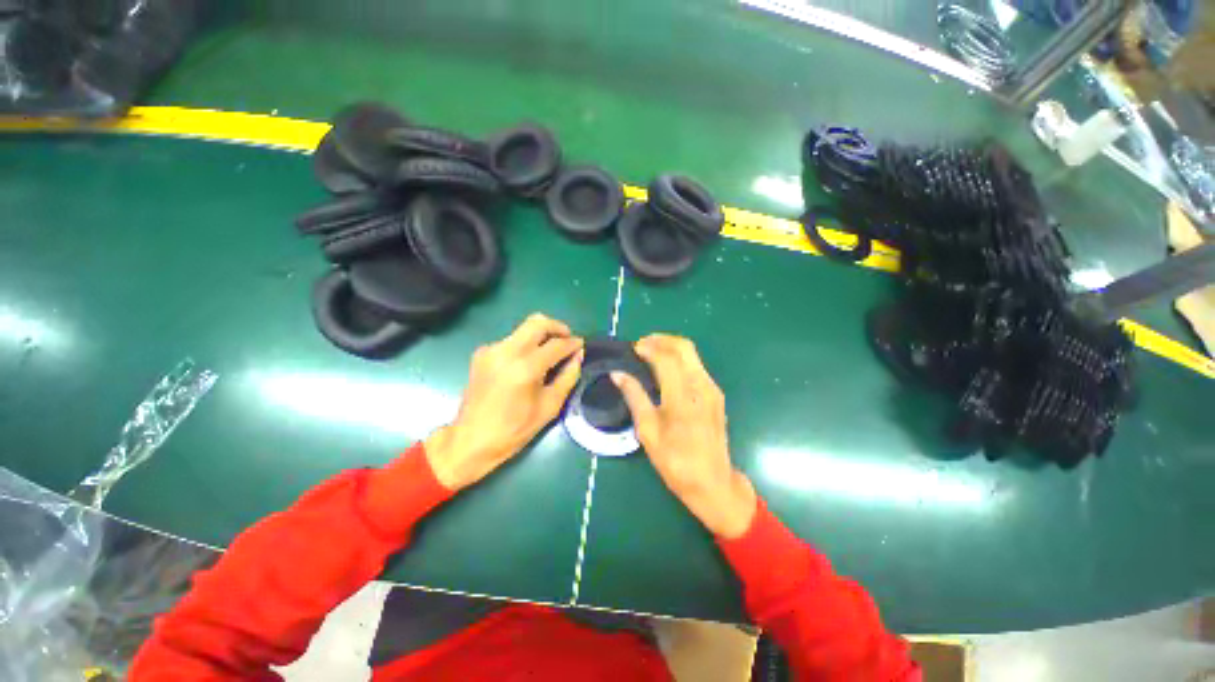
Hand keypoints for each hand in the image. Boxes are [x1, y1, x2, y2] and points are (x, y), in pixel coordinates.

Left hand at [426, 314, 582, 490]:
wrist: (471, 440)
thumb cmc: (515, 429)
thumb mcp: (550, 406)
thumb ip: (568, 377)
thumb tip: (578, 355)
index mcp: (525, 368)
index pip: (556, 344)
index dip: (572, 343)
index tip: (581, 345)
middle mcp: (507, 351)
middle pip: (538, 322)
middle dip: (557, 327)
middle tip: (567, 339)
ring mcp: (491, 350)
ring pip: (523, 329)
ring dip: (541, 335)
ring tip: (549, 353)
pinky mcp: (482, 353)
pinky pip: (510, 340)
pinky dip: (524, 345)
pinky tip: (527, 363)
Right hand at [612, 335, 755, 538]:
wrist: (713, 482)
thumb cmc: (675, 461)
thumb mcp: (648, 432)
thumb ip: (634, 397)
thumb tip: (617, 374)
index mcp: (683, 398)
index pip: (667, 359)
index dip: (649, 348)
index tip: (634, 348)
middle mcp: (701, 387)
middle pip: (684, 347)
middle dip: (662, 340)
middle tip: (642, 345)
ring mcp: (712, 389)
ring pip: (692, 354)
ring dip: (671, 347)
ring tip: (651, 354)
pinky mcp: (716, 394)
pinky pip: (697, 366)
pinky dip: (680, 359)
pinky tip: (667, 369)